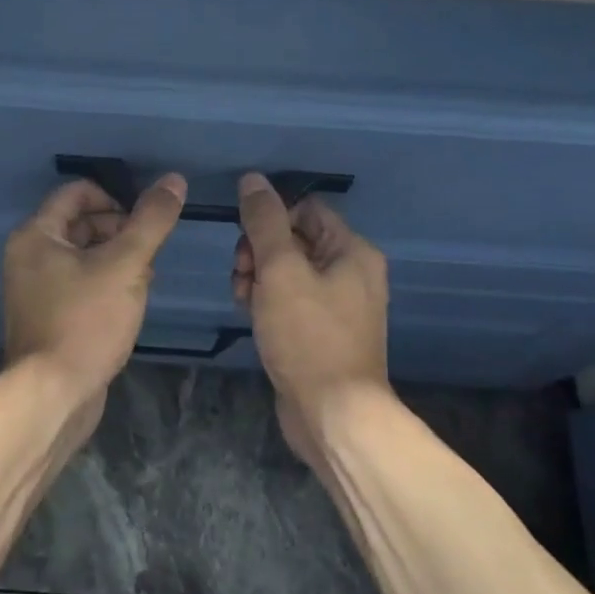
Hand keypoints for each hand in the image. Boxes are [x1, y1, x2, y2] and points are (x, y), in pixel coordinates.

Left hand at [3, 173, 187, 410]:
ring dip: (117, 260)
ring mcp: (35, 290)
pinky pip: (79, 284)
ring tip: (143, 281)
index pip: (77, 193)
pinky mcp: (47, 317)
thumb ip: (151, 221)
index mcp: (36, 235)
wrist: (54, 395)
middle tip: (148, 254)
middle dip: (120, 232)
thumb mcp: (126, 265)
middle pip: (80, 224)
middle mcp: (28, 257)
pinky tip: (128, 305)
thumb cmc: (86, 321)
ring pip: (83, 256)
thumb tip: (174, 180)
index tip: (144, 221)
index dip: (116, 198)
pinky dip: (104, 285)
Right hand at [233, 173, 391, 463]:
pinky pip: (290, 301)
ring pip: (287, 272)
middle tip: (242, 274)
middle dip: (259, 251)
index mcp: (352, 251)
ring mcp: (338, 305)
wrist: (332, 414)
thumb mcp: (280, 270)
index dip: (271, 219)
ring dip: (257, 277)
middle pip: (294, 239)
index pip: (305, 209)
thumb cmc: (308, 336)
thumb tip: (252, 179)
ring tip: (243, 299)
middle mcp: (351, 273)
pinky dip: (268, 301)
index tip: (246, 243)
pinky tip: (250, 315)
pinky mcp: (321, 332)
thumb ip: (264, 222)